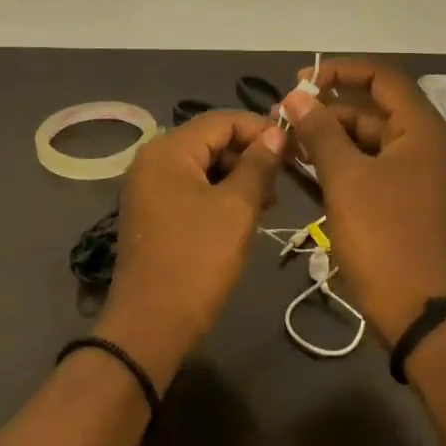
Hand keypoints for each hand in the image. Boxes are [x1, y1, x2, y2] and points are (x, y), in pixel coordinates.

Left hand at [94, 110, 286, 388]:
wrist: (150, 326)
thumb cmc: (197, 260)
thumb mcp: (236, 209)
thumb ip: (258, 165)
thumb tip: (276, 133)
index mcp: (169, 150)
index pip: (221, 120)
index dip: (260, 128)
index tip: (295, 145)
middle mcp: (153, 159)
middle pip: (210, 140)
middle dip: (250, 154)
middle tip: (286, 175)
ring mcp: (150, 187)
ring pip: (203, 165)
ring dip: (238, 176)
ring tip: (271, 199)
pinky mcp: (154, 211)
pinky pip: (191, 187)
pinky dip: (220, 193)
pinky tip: (246, 212)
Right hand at [281, 60, 445, 346]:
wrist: (419, 314)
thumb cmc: (383, 238)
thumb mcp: (345, 179)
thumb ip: (320, 131)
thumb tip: (297, 96)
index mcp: (422, 130)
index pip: (381, 77)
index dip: (339, 71)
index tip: (301, 81)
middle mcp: (426, 144)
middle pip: (373, 109)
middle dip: (328, 110)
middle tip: (285, 120)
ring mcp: (420, 174)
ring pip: (370, 140)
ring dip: (332, 138)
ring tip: (289, 146)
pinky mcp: (409, 199)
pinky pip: (374, 165)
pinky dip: (344, 163)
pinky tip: (309, 169)